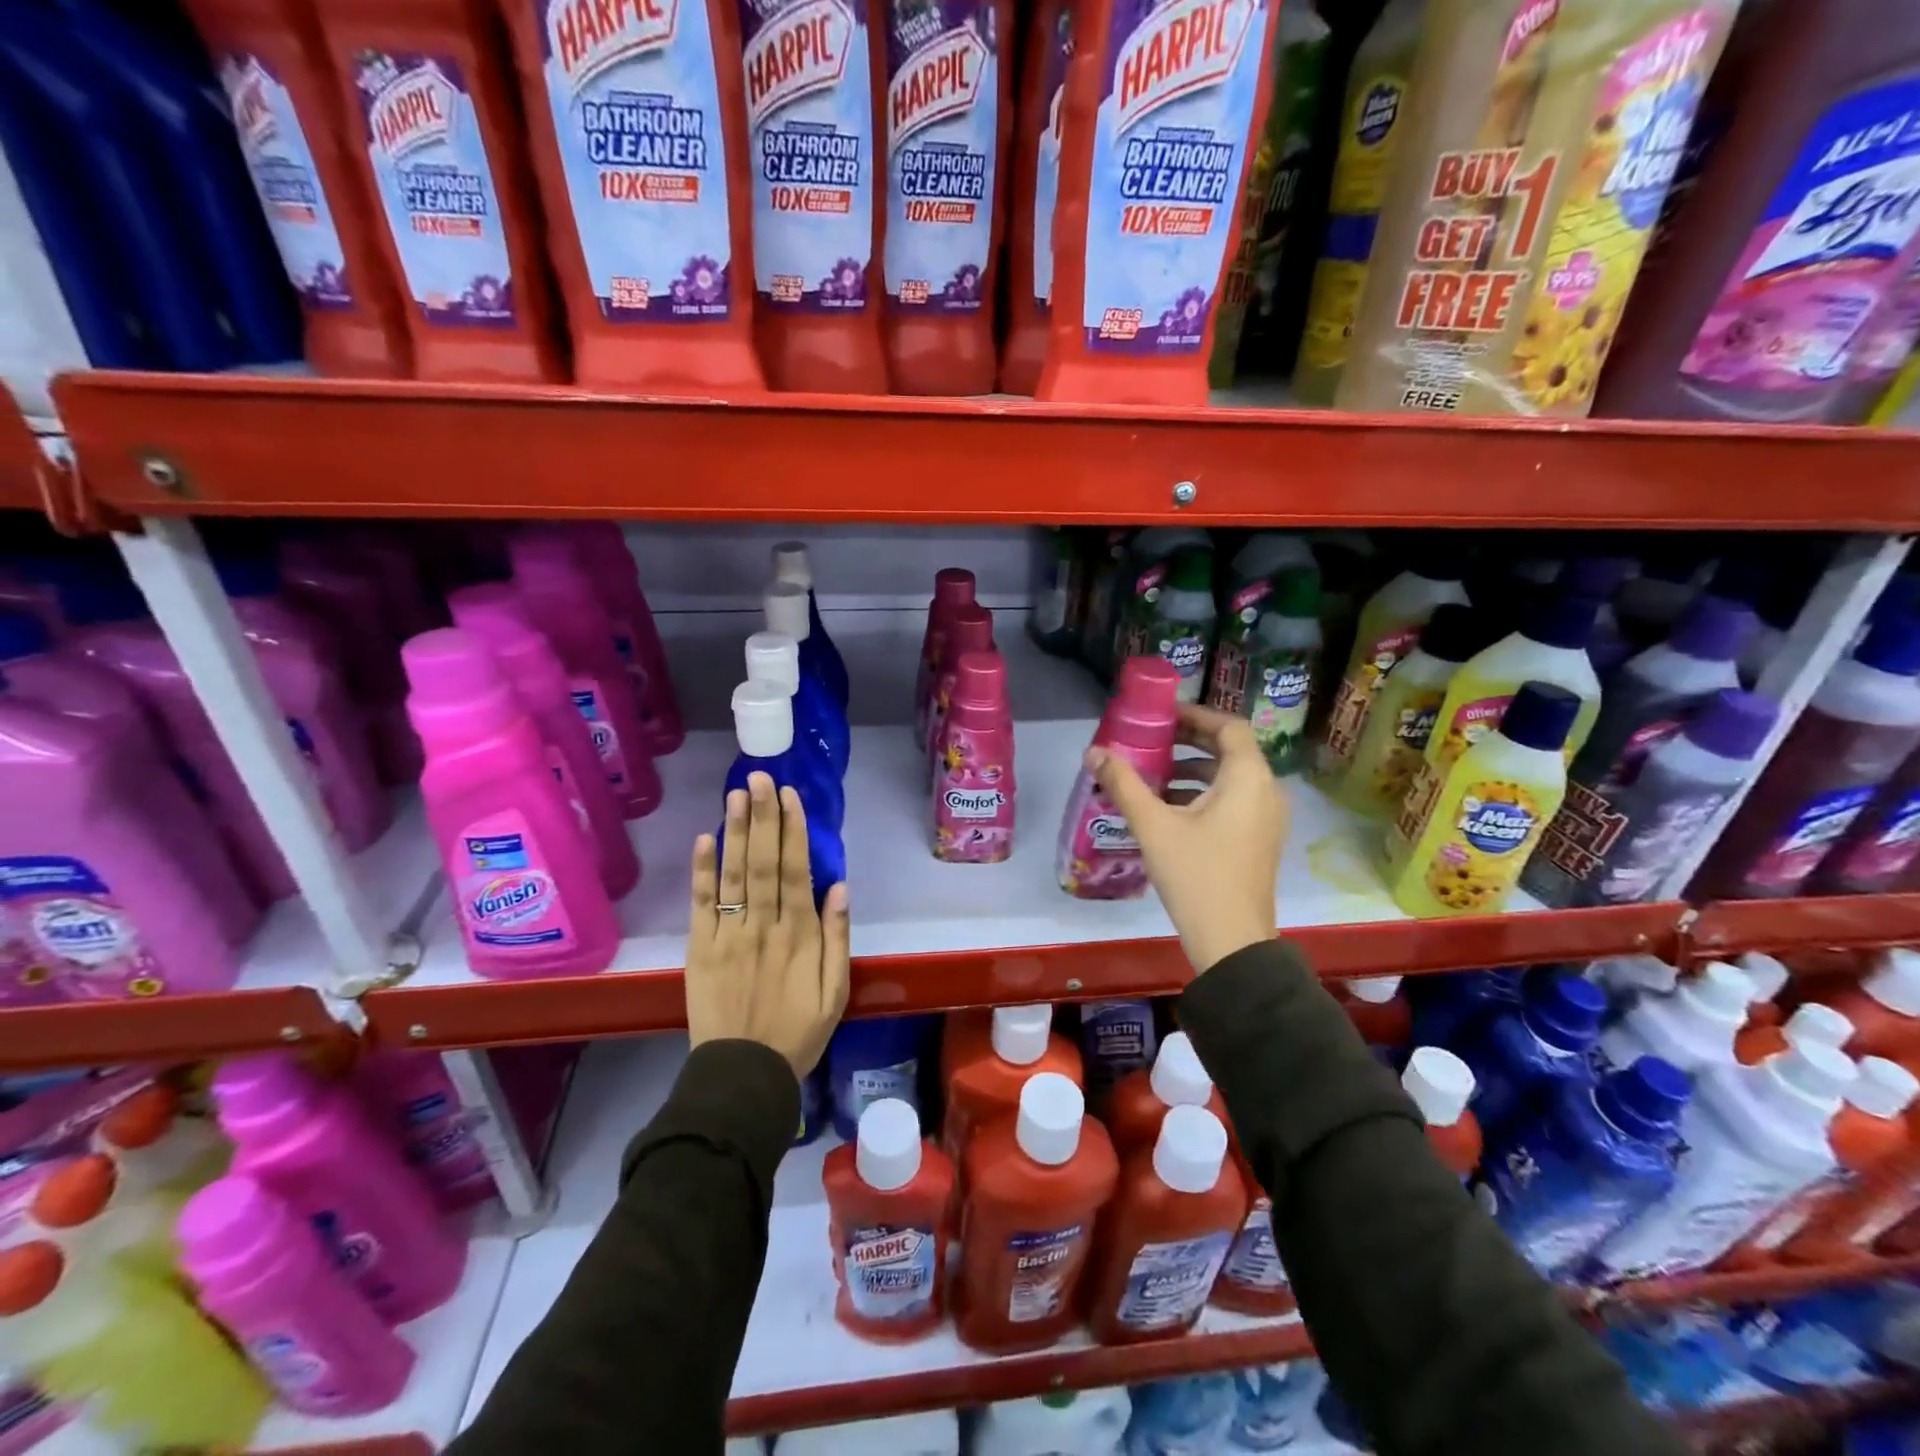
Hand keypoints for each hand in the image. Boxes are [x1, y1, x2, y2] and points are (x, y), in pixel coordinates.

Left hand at [686, 773, 850, 1079]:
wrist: (742, 1076)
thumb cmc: (797, 1033)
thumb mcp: (836, 992)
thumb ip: (837, 938)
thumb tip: (839, 887)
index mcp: (799, 935)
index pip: (796, 870)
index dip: (793, 830)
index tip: (790, 796)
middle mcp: (763, 926)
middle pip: (763, 862)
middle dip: (763, 817)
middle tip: (762, 778)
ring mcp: (727, 935)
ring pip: (733, 874)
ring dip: (735, 831)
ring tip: (737, 794)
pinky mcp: (699, 949)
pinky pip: (700, 904)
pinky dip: (702, 871)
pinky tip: (705, 839)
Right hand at [1087, 703, 1285, 974]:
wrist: (1232, 941)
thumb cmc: (1196, 874)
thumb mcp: (1153, 825)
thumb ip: (1124, 784)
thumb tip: (1094, 752)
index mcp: (1248, 778)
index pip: (1228, 726)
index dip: (1195, 715)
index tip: (1161, 716)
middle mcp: (1266, 790)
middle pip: (1231, 750)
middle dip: (1190, 741)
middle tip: (1153, 740)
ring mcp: (1267, 818)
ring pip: (1231, 777)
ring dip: (1195, 769)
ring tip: (1154, 775)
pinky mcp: (1259, 840)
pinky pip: (1234, 800)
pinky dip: (1205, 793)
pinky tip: (1170, 809)